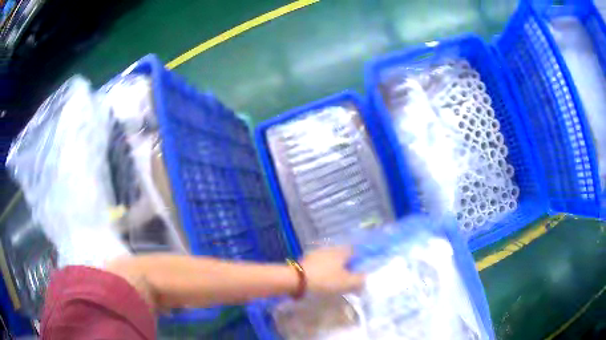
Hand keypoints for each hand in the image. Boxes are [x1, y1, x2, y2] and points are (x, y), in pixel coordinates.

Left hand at [300, 246, 365, 294]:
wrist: (296, 280)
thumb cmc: (325, 280)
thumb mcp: (347, 283)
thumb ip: (359, 280)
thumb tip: (366, 277)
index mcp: (341, 251)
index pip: (354, 251)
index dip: (358, 260)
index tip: (359, 271)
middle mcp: (329, 249)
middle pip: (341, 255)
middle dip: (345, 264)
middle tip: (348, 277)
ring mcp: (316, 254)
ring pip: (329, 259)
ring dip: (333, 268)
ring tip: (334, 280)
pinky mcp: (305, 260)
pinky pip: (319, 264)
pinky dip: (322, 271)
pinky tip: (322, 280)